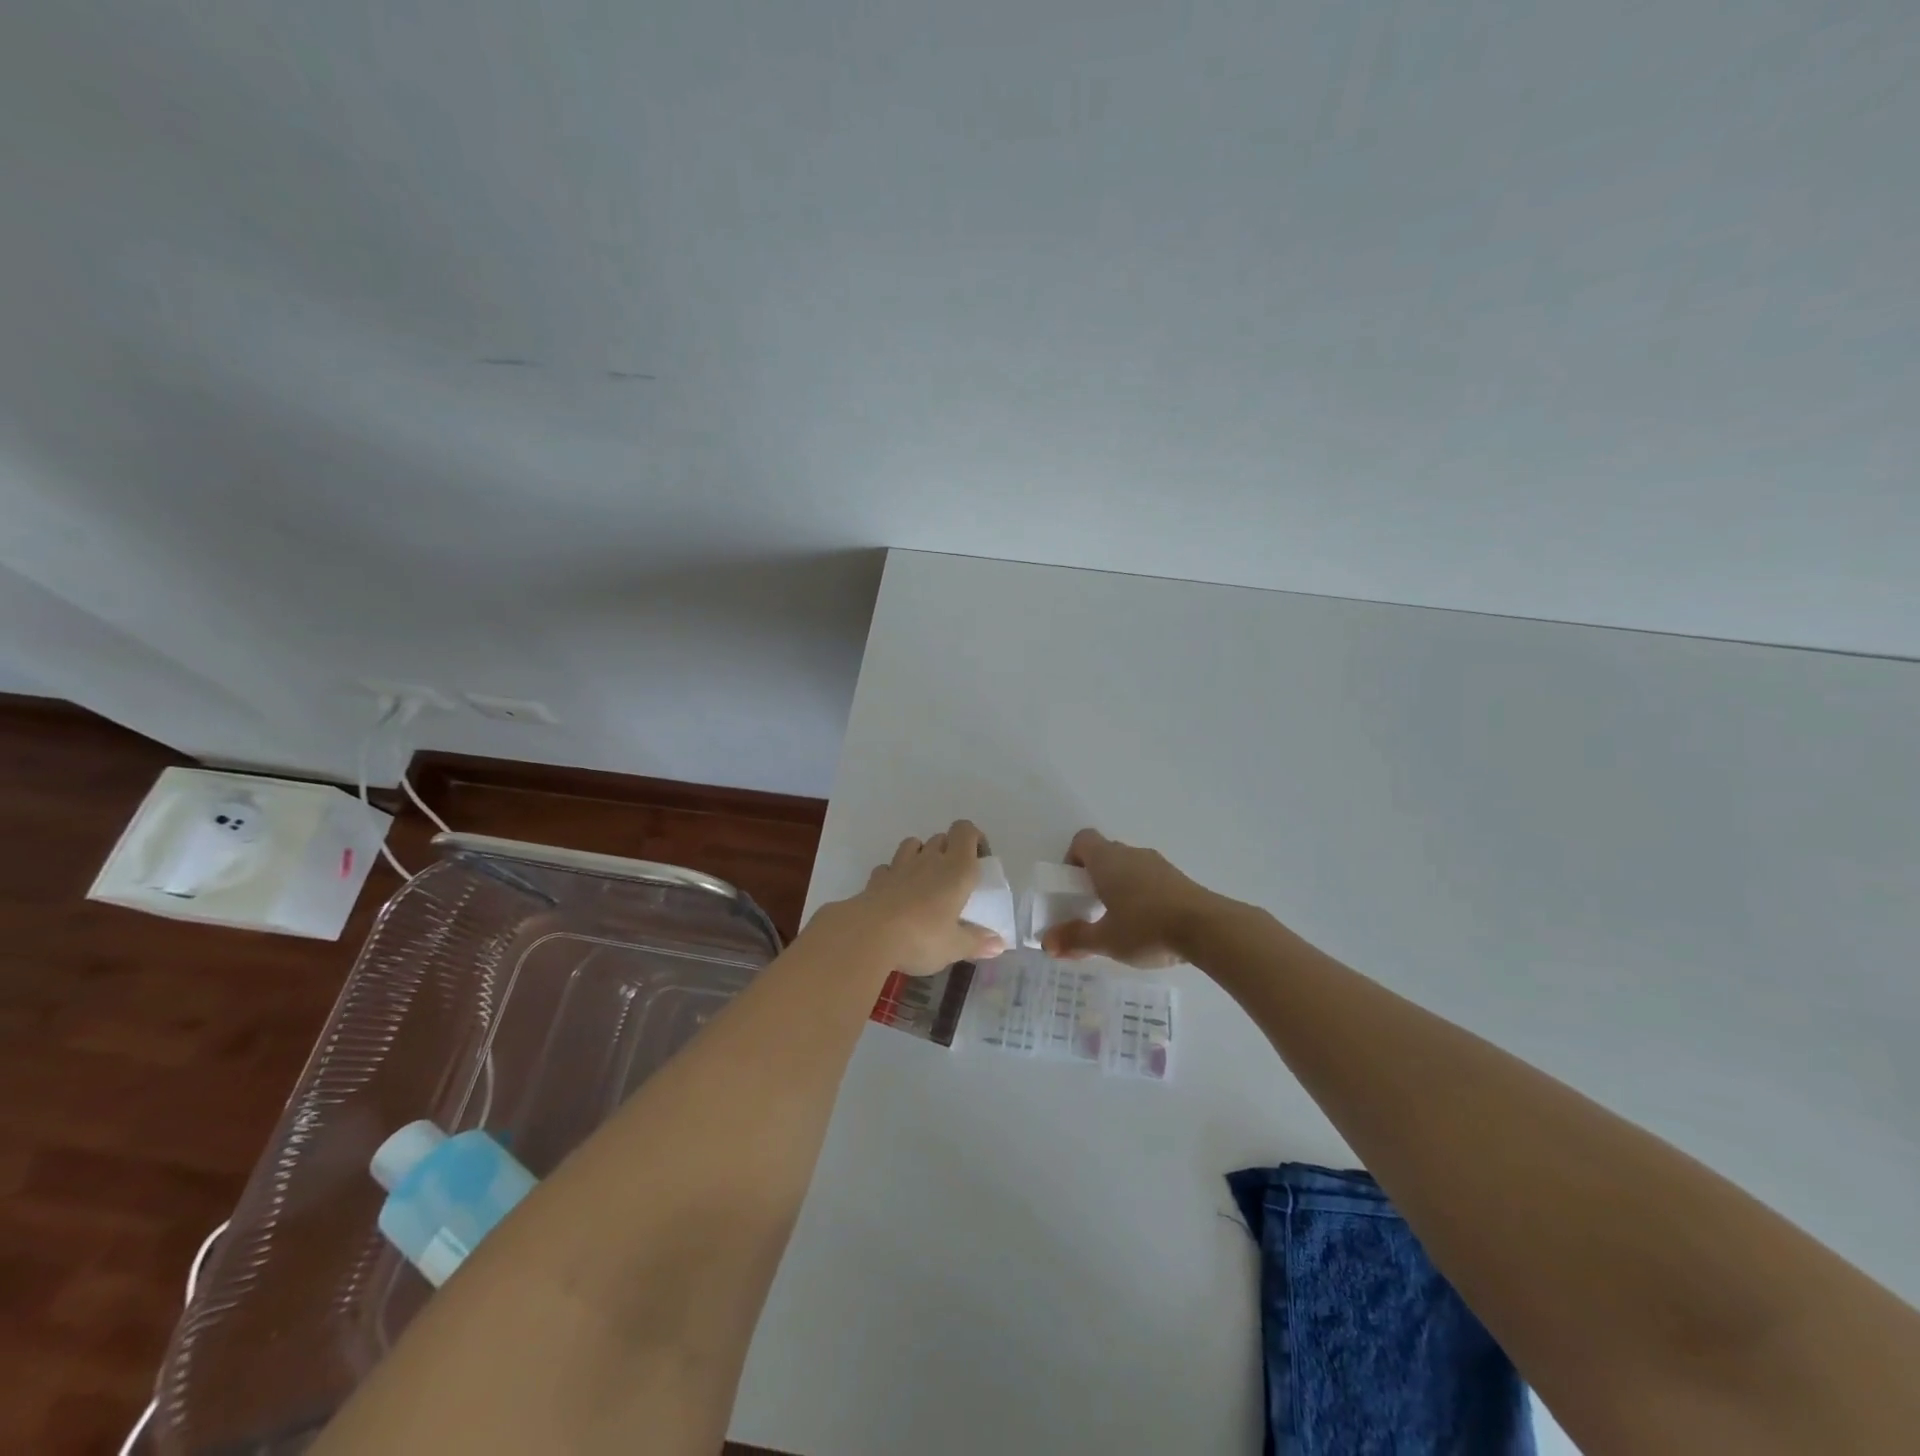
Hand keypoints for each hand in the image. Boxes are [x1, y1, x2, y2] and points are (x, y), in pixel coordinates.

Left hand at [826, 820, 1005, 975]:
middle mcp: (930, 859)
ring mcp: (900, 865)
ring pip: (914, 844)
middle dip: (950, 851)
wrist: (868, 934)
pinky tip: (896, 895)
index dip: (974, 839)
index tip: (979, 862)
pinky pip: (889, 867)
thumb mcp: (954, 947)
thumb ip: (977, 943)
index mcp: (957, 869)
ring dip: (922, 855)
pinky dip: (895, 875)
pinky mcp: (877, 878)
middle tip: (953, 881)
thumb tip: (1000, 944)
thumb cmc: (921, 937)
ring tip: (925, 882)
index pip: (966, 831)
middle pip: (942, 837)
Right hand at [1041, 828, 1218, 969]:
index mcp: (1107, 860)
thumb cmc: (1146, 928)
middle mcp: (1131, 854)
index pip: (1082, 840)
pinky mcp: (1179, 878)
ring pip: (1129, 867)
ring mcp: (1158, 864)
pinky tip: (1148, 924)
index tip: (1072, 887)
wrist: (1207, 928)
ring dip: (1120, 886)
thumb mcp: (1105, 939)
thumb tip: (1046, 943)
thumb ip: (1075, 939)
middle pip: (1105, 854)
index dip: (1072, 859)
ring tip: (1120, 920)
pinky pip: (1150, 879)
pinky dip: (1143, 894)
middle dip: (1094, 878)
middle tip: (1091, 908)